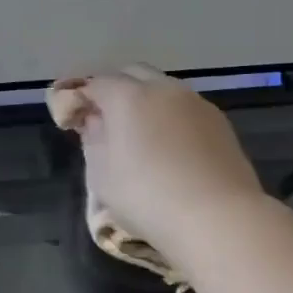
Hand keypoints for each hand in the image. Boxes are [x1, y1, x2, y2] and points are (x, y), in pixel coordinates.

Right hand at [51, 66, 265, 248]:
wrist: (219, 219)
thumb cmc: (147, 196)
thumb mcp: (101, 174)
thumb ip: (93, 140)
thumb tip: (96, 122)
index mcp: (127, 96)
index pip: (95, 84)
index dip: (80, 98)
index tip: (72, 119)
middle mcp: (162, 89)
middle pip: (132, 74)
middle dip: (114, 89)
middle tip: (104, 119)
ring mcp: (196, 103)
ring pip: (162, 88)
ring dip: (146, 101)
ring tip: (139, 133)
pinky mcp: (220, 122)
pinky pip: (185, 108)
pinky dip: (170, 116)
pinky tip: (169, 145)